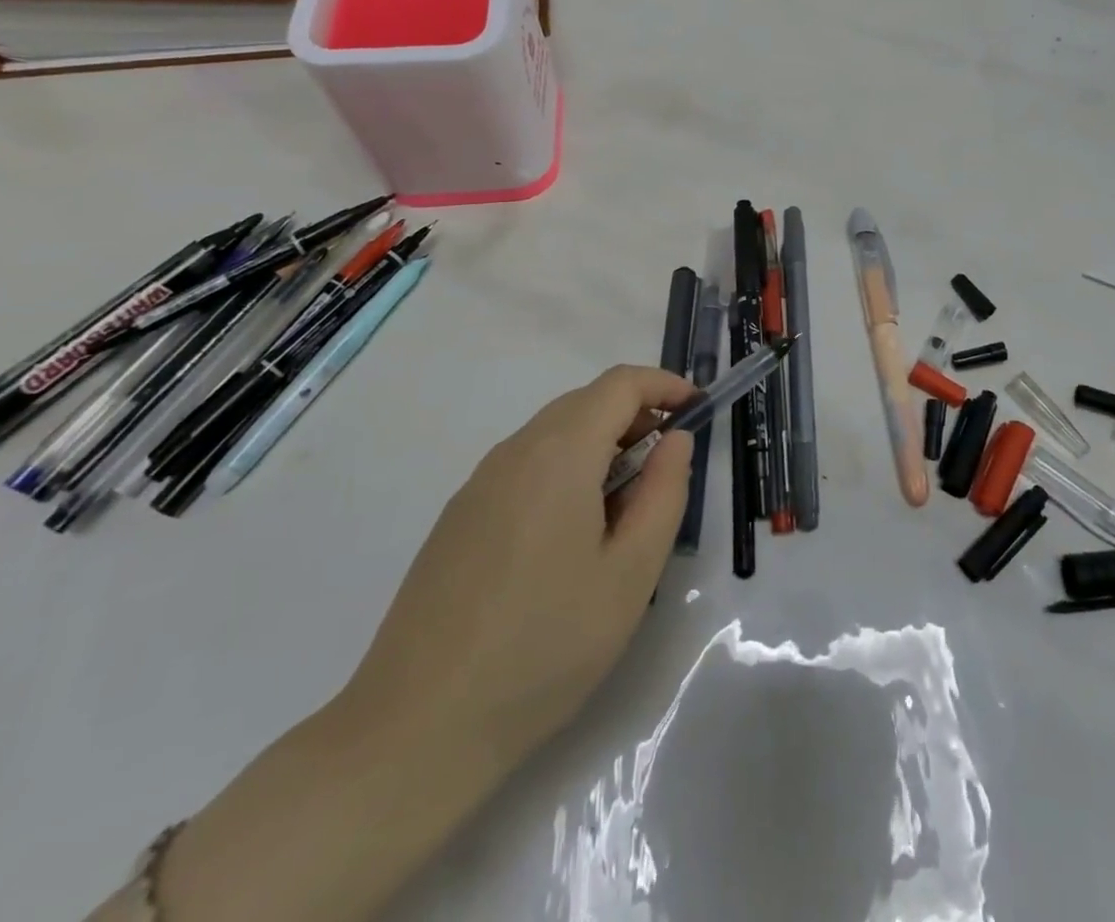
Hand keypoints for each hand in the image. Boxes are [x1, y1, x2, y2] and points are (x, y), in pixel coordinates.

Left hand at [340, 364, 699, 769]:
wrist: (416, 730)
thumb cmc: (544, 647)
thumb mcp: (630, 574)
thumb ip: (663, 493)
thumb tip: (675, 441)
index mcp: (559, 454)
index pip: (620, 384)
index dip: (665, 385)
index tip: (698, 409)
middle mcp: (514, 452)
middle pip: (585, 403)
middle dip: (636, 416)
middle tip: (668, 465)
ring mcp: (478, 484)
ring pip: (553, 434)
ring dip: (601, 445)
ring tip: (625, 507)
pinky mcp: (458, 518)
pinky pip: (525, 467)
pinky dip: (565, 471)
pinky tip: (571, 536)